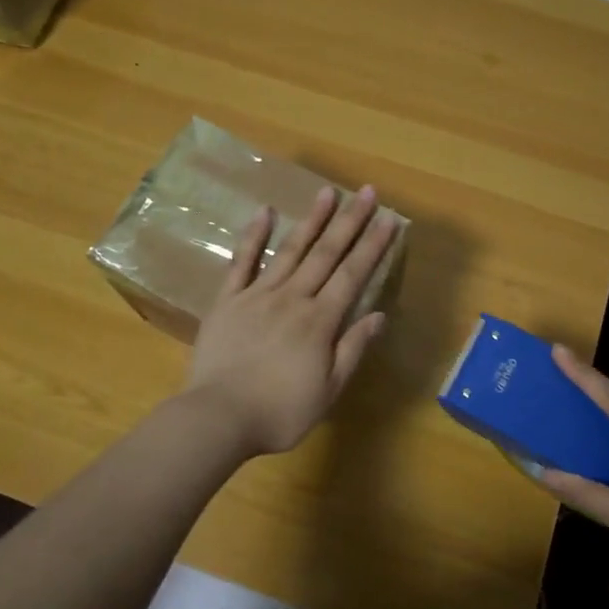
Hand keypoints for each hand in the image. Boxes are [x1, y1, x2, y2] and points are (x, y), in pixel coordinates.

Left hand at [183, 184, 397, 455]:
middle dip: (350, 221)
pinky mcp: (227, 300)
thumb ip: (352, 349)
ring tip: (327, 192)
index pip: (353, 275)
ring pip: (290, 250)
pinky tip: (265, 212)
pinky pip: (242, 262)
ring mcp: (258, 295)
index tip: (389, 219)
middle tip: (367, 192)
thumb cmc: (280, 411)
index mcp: (320, 321)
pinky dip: (254, 236)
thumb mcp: (328, 390)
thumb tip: (378, 315)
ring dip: (312, 220)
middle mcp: (293, 298)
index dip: (373, 246)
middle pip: (326, 254)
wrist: (219, 417)